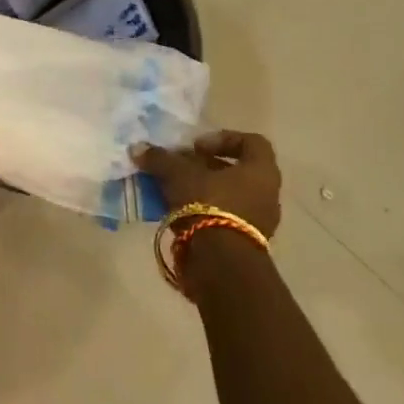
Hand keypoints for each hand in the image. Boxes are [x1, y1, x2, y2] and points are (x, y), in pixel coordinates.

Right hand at [133, 129, 282, 237]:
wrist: (221, 264)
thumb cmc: (208, 205)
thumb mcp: (178, 175)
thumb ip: (160, 159)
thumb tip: (137, 148)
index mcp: (261, 171)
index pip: (252, 142)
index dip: (223, 139)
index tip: (196, 147)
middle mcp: (266, 194)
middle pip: (235, 171)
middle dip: (203, 167)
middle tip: (178, 168)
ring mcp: (258, 222)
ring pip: (227, 196)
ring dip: (200, 190)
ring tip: (171, 191)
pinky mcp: (243, 243)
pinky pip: (222, 218)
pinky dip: (201, 212)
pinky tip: (175, 213)